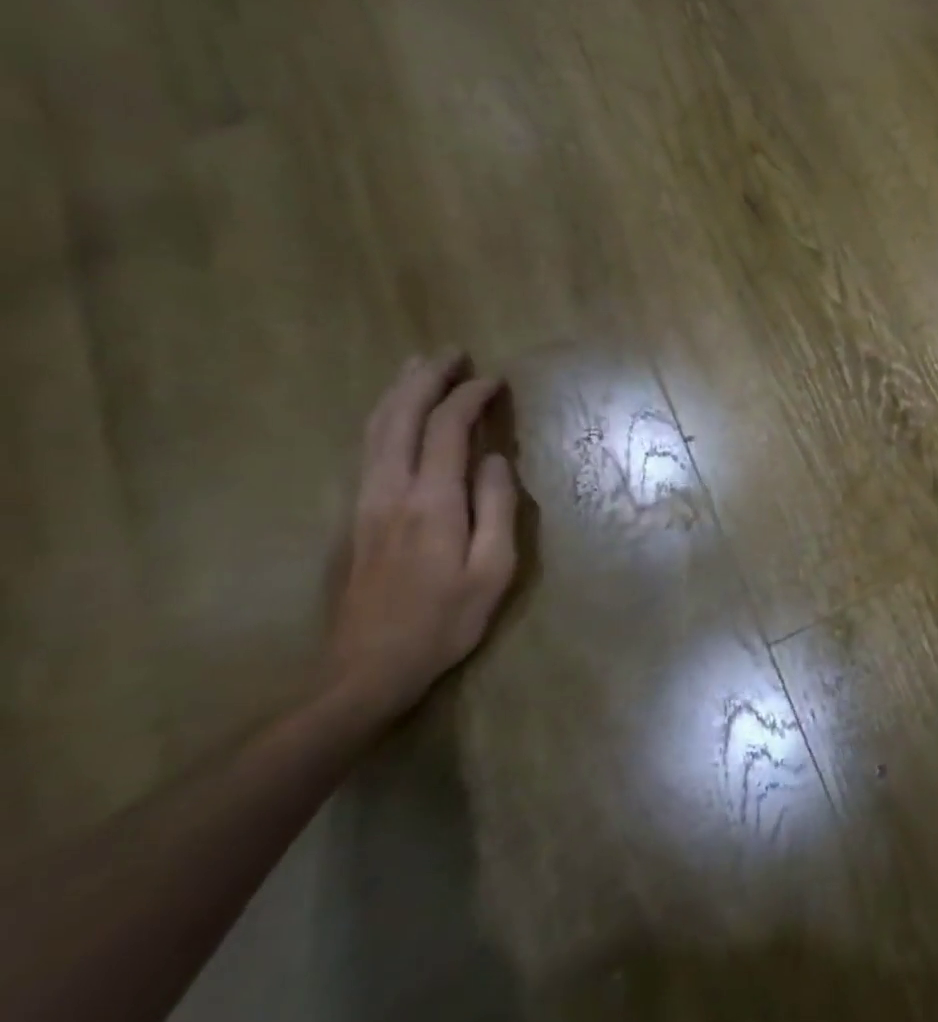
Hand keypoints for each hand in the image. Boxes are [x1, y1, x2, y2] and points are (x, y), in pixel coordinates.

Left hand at [324, 352, 518, 721]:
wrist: (366, 668)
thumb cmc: (444, 621)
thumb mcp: (493, 570)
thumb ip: (498, 508)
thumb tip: (494, 459)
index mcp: (431, 502)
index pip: (448, 429)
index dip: (470, 397)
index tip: (495, 380)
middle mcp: (390, 490)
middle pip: (401, 417)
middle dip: (426, 378)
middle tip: (453, 352)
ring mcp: (365, 501)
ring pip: (375, 429)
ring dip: (399, 392)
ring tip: (420, 366)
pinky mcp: (356, 515)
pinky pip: (368, 449)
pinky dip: (385, 418)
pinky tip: (396, 413)